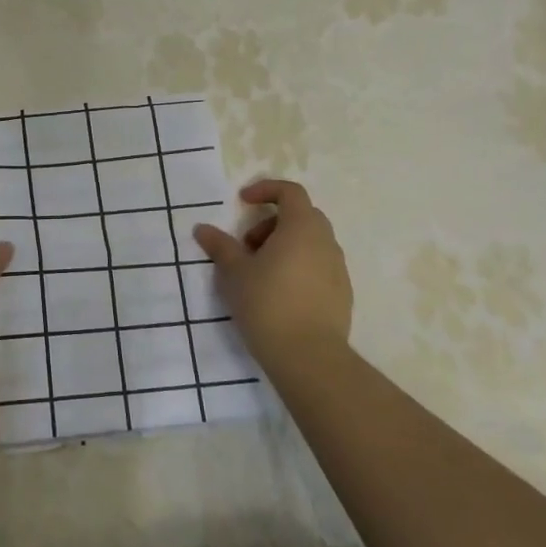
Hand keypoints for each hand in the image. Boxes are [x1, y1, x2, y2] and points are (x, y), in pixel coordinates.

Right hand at [193, 179, 353, 367]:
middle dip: (272, 222)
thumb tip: (202, 229)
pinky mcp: (343, 294)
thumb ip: (220, 246)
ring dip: (285, 245)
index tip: (243, 202)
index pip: (290, 191)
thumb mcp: (234, 272)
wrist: (309, 357)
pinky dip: (299, 266)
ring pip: (311, 242)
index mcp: (301, 227)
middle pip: (302, 216)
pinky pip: (319, 266)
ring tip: (260, 272)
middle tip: (248, 244)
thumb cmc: (267, 303)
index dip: (265, 190)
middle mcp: (325, 241)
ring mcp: (338, 269)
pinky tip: (280, 293)